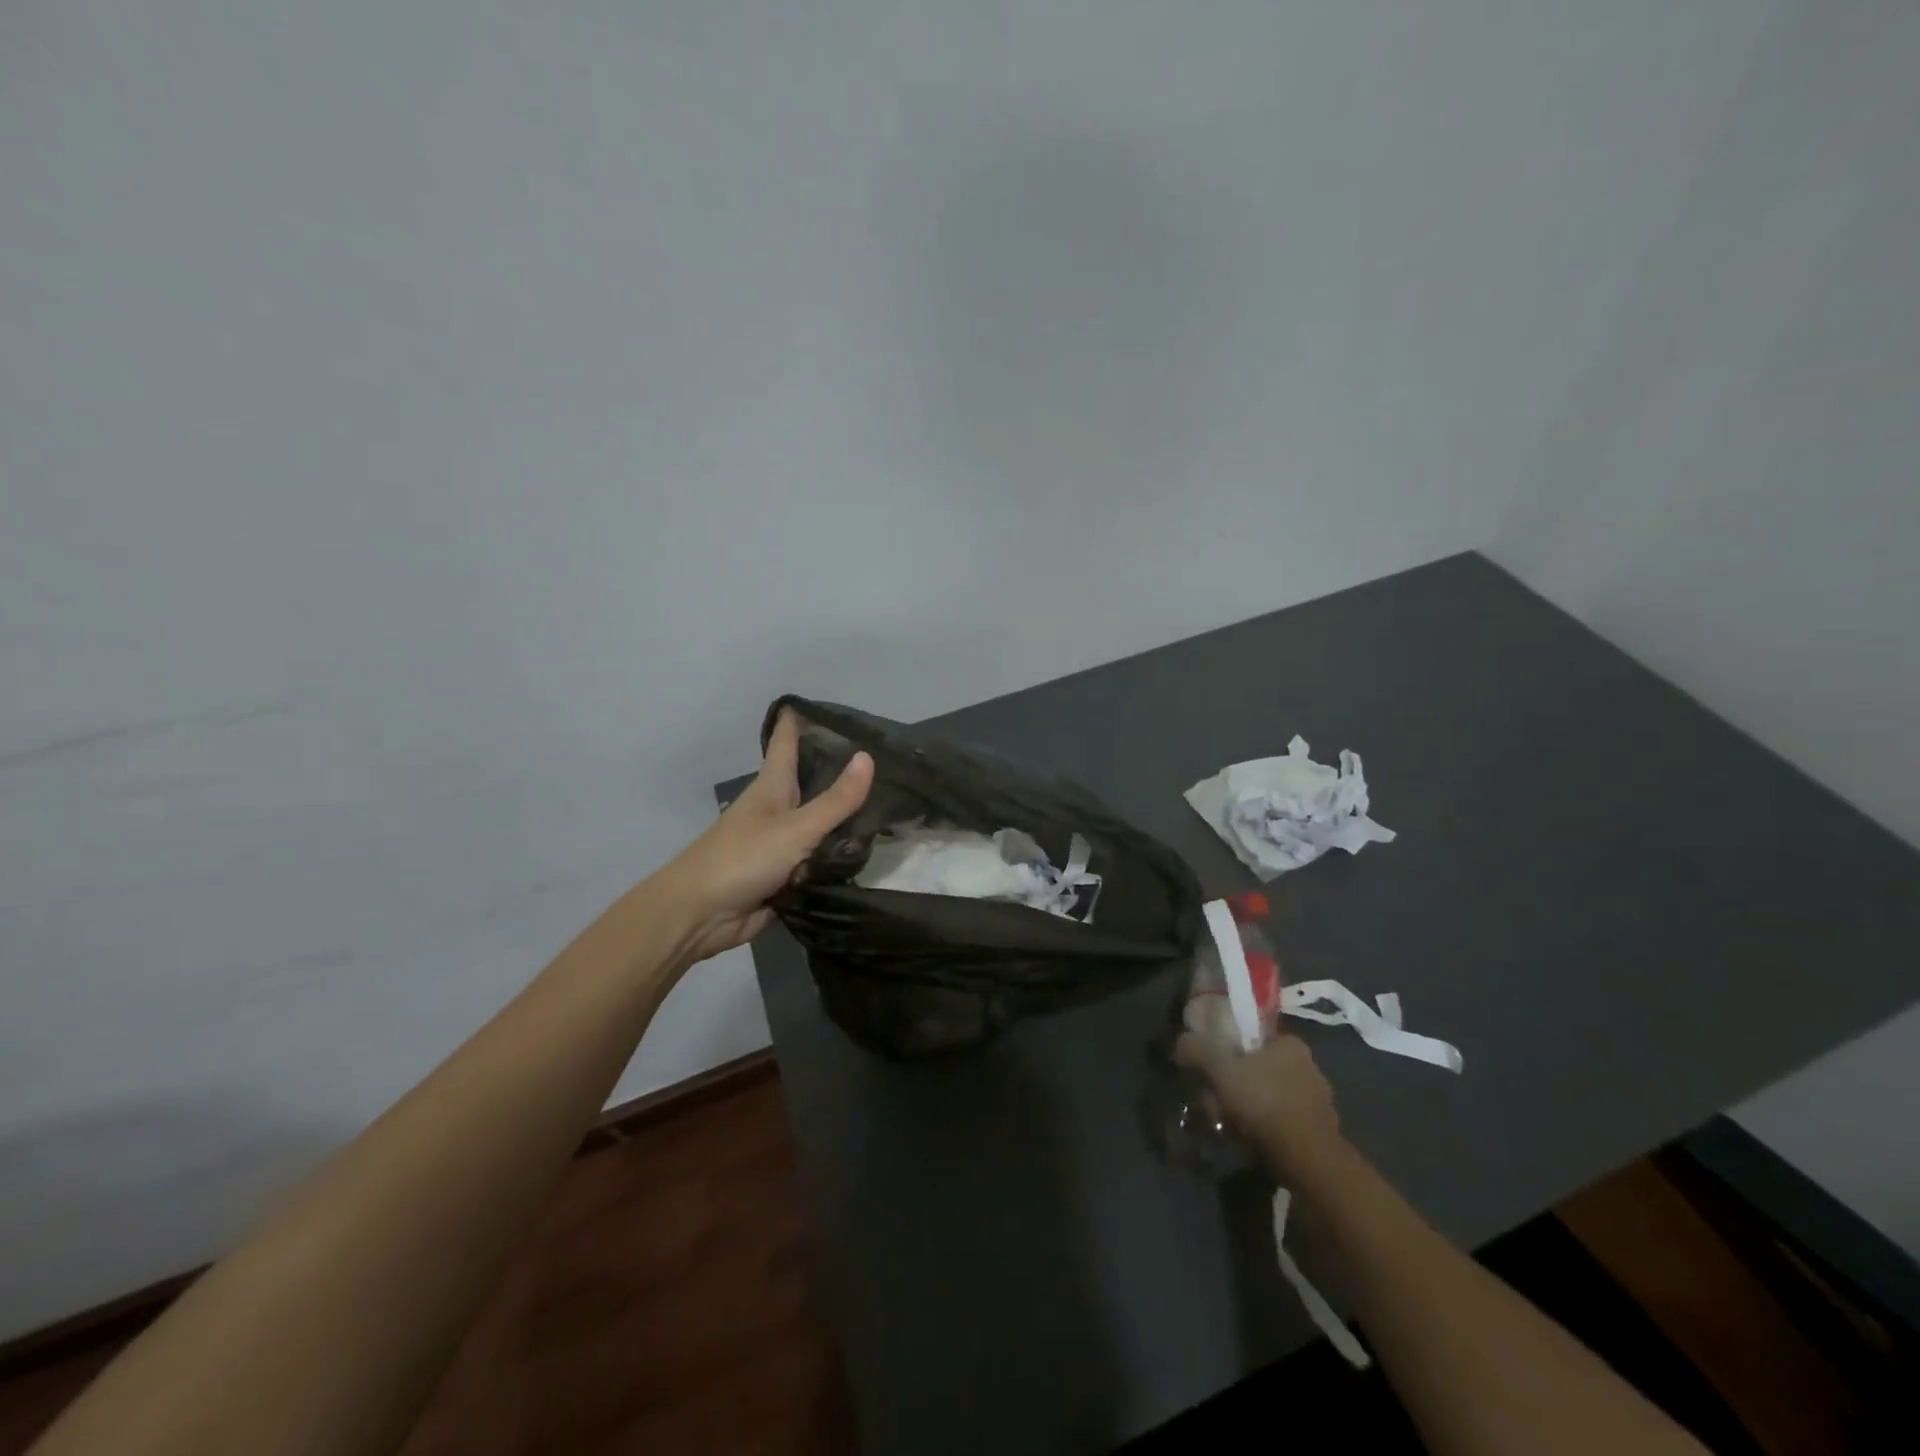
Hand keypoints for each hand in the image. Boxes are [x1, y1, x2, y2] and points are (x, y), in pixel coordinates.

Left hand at [664, 709, 874, 961]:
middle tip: (883, 756)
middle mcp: (777, 809)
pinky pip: (819, 859)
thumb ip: (836, 800)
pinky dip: (839, 856)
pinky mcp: (785, 875)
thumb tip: (868, 756)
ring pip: (820, 823)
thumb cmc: (742, 858)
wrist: (700, 916)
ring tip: (890, 802)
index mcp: (772, 786)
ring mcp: (781, 843)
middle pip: (810, 781)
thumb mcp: (796, 828)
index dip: (800, 720)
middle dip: (839, 769)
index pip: (786, 741)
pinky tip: (869, 850)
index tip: (824, 703)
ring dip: (846, 818)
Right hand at [1174, 1030, 1344, 1180]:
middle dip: (1231, 1083)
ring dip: (1243, 1106)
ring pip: (1266, 1095)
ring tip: (1223, 1123)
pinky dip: (1261, 1126)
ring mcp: (1316, 1100)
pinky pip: (1279, 1119)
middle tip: (1211, 1100)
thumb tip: (1181, 1041)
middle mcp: (1308, 1066)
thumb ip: (1198, 1049)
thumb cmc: (1266, 1103)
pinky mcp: (1318, 1130)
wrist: (1310, 1162)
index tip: (1210, 1066)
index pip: (1251, 1037)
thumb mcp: (1221, 1070)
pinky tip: (1246, 1138)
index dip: (1226, 1049)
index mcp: (1290, 1043)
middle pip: (1256, 1067)